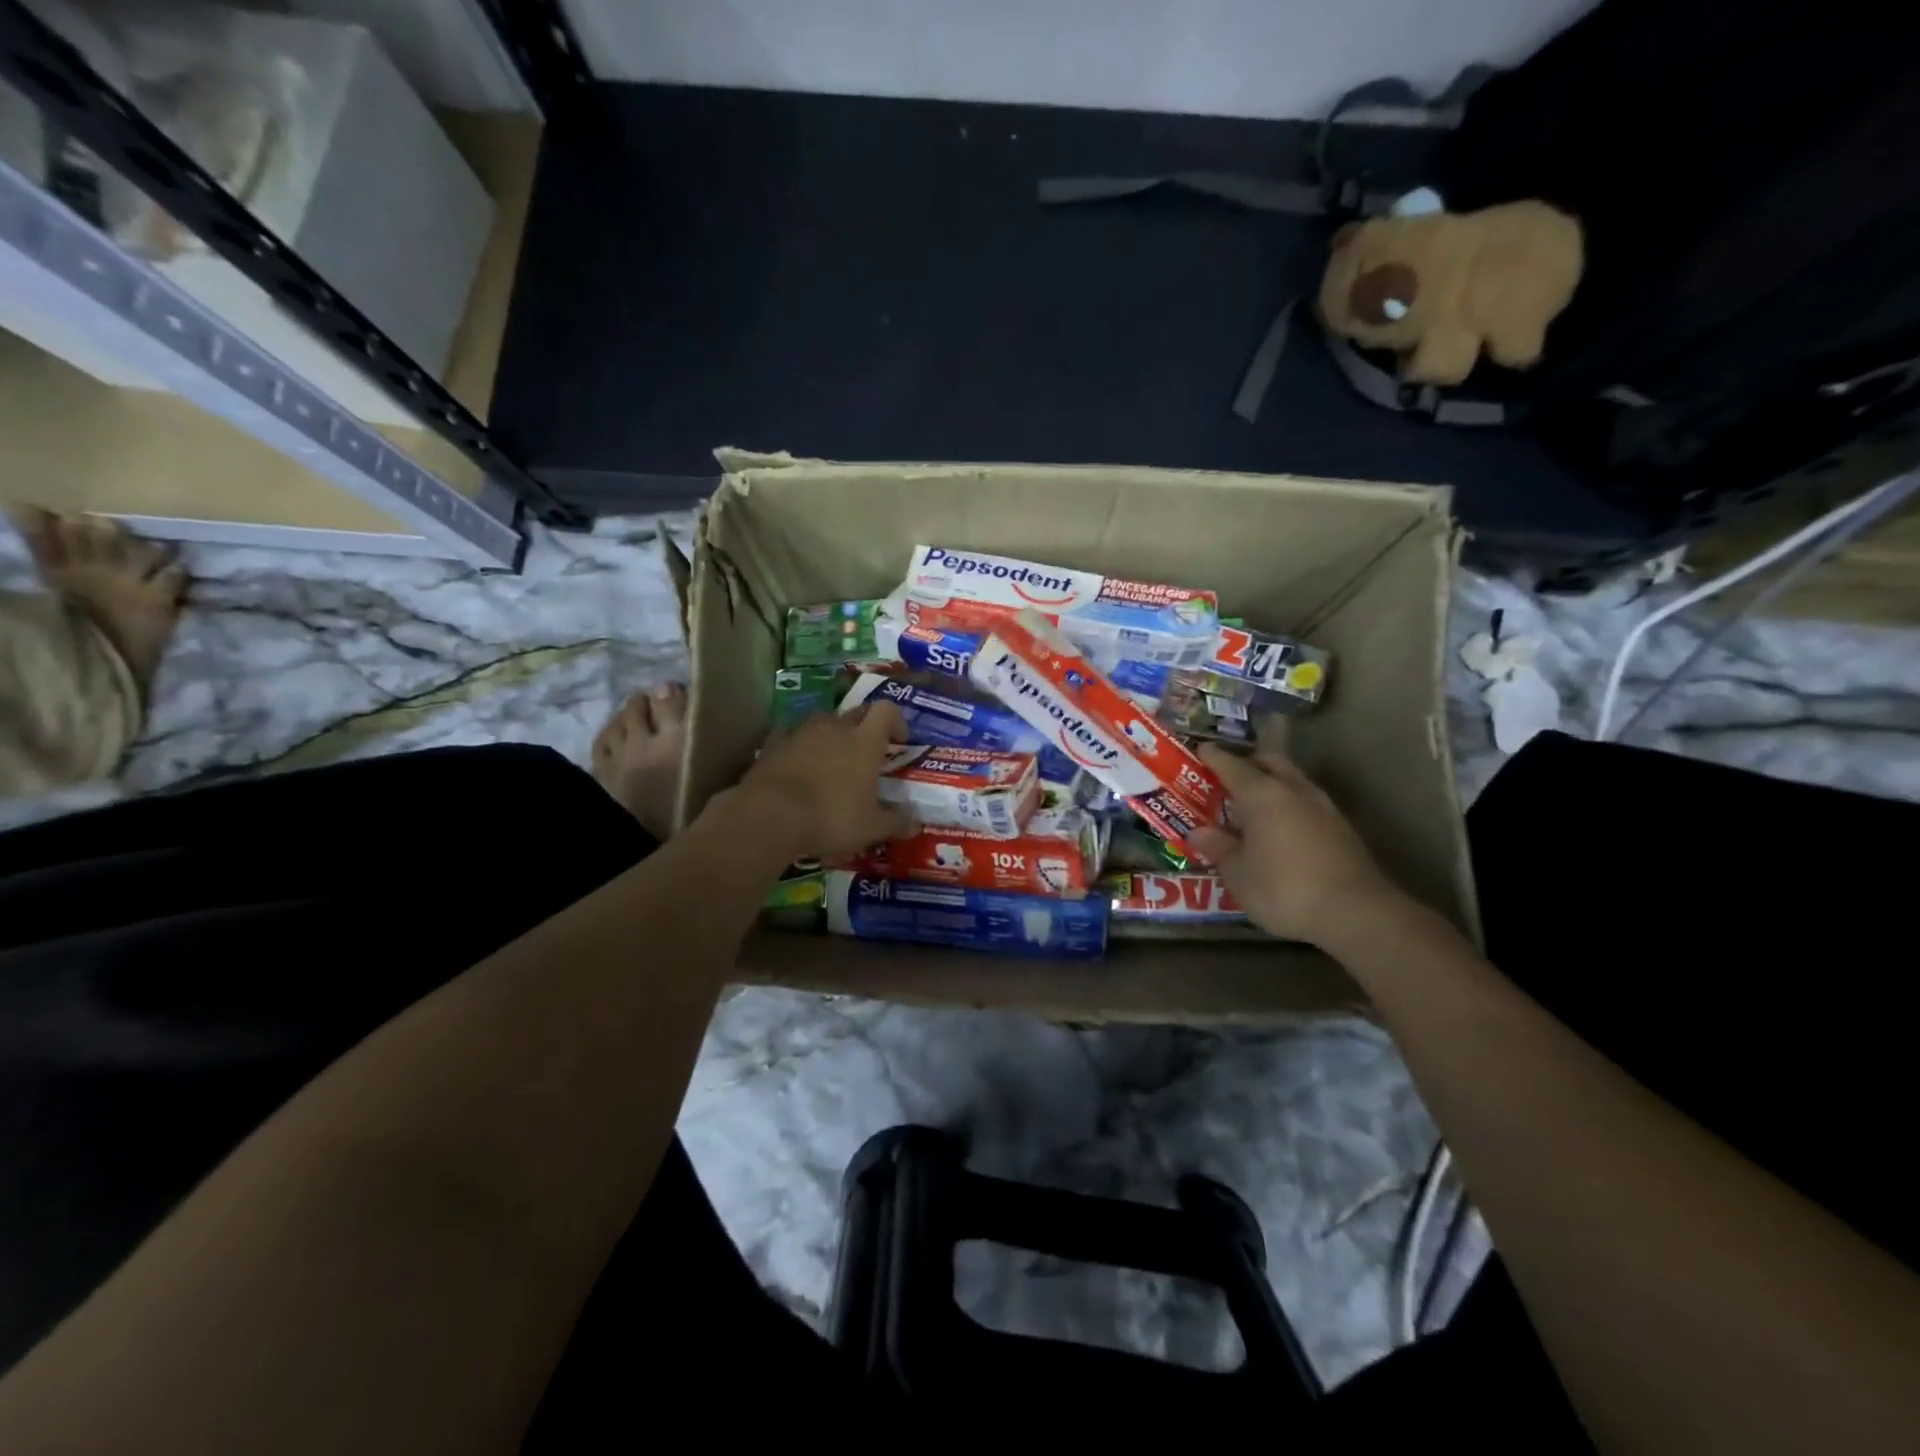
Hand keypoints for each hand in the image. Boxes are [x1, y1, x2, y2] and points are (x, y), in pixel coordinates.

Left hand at [729, 701, 915, 860]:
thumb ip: (895, 823)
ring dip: (831, 732)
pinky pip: (789, 734)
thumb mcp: (871, 828)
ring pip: (822, 719)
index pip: (886, 710)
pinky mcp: (773, 743)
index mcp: (865, 741)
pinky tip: (796, 760)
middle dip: (865, 726)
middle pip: (856, 712)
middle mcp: (835, 728)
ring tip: (832, 756)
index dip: (896, 720)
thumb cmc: (831, 818)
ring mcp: (801, 732)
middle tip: (867, 752)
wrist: (770, 815)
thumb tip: (915, 825)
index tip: (899, 740)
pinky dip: (797, 743)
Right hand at [1188, 743, 1403, 945]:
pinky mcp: (1342, 828)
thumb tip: (1199, 833)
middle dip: (1248, 763)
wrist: (1356, 913)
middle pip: (1269, 762)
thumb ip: (1219, 848)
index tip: (1201, 749)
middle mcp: (1294, 790)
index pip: (1232, 765)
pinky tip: (1280, 828)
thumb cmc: (1285, 889)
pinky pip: (1306, 803)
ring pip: (1292, 781)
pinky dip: (1289, 805)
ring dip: (1272, 784)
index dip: (1213, 757)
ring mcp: (1323, 807)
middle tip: (1227, 777)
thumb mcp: (1238, 874)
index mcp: (1262, 794)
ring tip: (1252, 804)